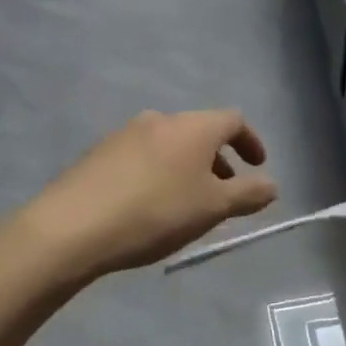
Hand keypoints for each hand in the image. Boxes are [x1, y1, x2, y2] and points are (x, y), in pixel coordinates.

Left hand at [24, 110, 277, 279]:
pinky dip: (160, 173)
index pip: (233, 120)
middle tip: (224, 192)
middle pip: (200, 132)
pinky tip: (150, 206)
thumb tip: (272, 185)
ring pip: (170, 145)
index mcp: (193, 126)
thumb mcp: (212, 208)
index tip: (258, 167)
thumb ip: (248, 194)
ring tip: (188, 203)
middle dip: (218, 160)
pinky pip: (143, 157)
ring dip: (188, 168)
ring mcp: (126, 133)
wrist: (73, 226)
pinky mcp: (100, 153)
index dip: (251, 142)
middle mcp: (161, 119)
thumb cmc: (156, 212)